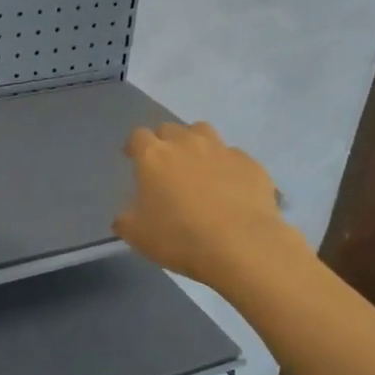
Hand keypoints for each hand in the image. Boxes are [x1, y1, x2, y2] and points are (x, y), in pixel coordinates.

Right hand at [114, 122, 296, 291]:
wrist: (241, 245)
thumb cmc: (180, 237)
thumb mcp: (137, 235)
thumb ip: (125, 219)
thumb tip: (125, 216)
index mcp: (154, 155)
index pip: (138, 136)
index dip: (133, 146)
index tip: (132, 158)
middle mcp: (186, 143)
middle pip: (170, 129)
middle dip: (164, 142)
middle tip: (165, 165)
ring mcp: (221, 150)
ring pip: (203, 132)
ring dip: (195, 143)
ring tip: (197, 165)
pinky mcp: (250, 163)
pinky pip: (233, 156)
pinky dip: (226, 166)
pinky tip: (229, 186)